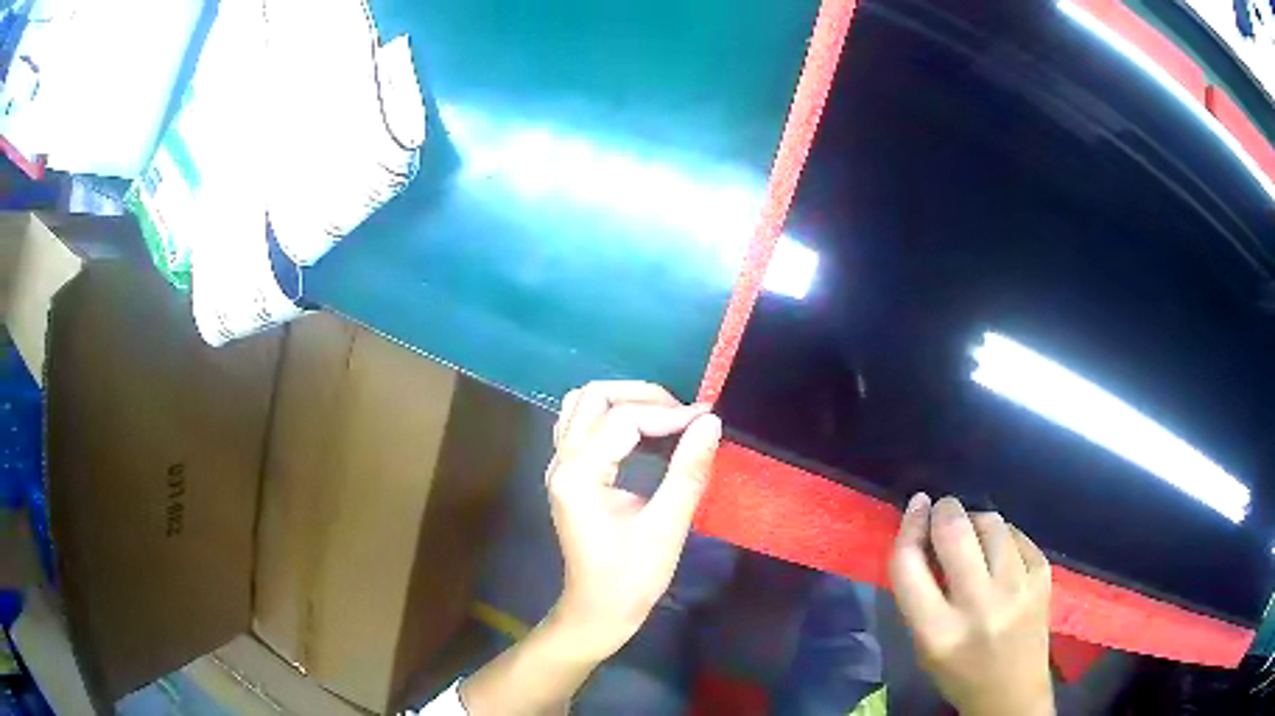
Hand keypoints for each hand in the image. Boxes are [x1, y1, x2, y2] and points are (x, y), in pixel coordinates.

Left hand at [546, 381, 721, 659]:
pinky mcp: (568, 474)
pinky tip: (644, 436)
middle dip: (643, 397)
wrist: (598, 611)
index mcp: (578, 476)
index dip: (668, 413)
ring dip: (624, 402)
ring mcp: (560, 466)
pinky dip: (613, 418)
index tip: (707, 421)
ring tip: (666, 418)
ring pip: (582, 405)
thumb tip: (710, 422)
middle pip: (593, 396)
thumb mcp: (667, 527)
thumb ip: (688, 470)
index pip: (622, 419)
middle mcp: (561, 462)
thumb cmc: (631, 577)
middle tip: (683, 416)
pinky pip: (583, 425)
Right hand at [889, 494, 1053, 715]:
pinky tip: (1000, 553)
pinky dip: (1003, 536)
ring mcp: (1018, 589)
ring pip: (991, 523)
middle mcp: (979, 607)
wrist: (1012, 692)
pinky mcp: (1043, 576)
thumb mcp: (925, 644)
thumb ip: (919, 592)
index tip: (916, 506)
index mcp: (937, 632)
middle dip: (945, 510)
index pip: (909, 564)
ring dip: (975, 520)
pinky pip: (1017, 535)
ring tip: (973, 535)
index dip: (908, 527)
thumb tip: (922, 529)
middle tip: (942, 509)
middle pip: (955, 533)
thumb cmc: (959, 671)